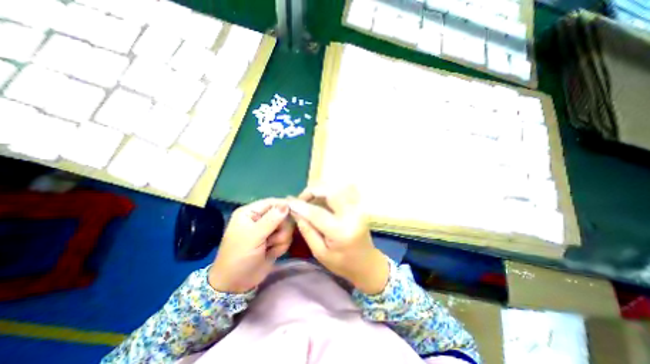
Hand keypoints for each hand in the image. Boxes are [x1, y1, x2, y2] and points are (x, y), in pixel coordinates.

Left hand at [207, 198, 291, 293]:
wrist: (236, 284)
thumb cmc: (239, 257)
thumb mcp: (253, 237)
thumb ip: (271, 220)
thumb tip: (286, 204)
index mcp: (250, 212)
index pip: (272, 202)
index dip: (285, 206)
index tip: (297, 211)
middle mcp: (260, 218)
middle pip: (283, 215)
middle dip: (281, 229)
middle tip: (271, 239)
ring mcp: (268, 230)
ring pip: (287, 227)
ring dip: (280, 239)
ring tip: (269, 248)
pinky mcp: (274, 240)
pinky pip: (287, 238)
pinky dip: (281, 247)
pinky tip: (271, 253)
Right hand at [288, 186, 383, 293]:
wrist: (367, 263)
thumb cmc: (342, 263)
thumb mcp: (320, 253)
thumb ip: (307, 230)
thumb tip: (295, 212)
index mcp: (341, 231)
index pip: (317, 213)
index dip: (301, 205)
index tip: (288, 202)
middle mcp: (351, 215)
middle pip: (331, 191)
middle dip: (313, 191)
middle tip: (302, 199)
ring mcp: (357, 208)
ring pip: (338, 187)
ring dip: (321, 189)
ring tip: (310, 199)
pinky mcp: (358, 206)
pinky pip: (343, 191)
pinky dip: (329, 191)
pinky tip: (322, 199)